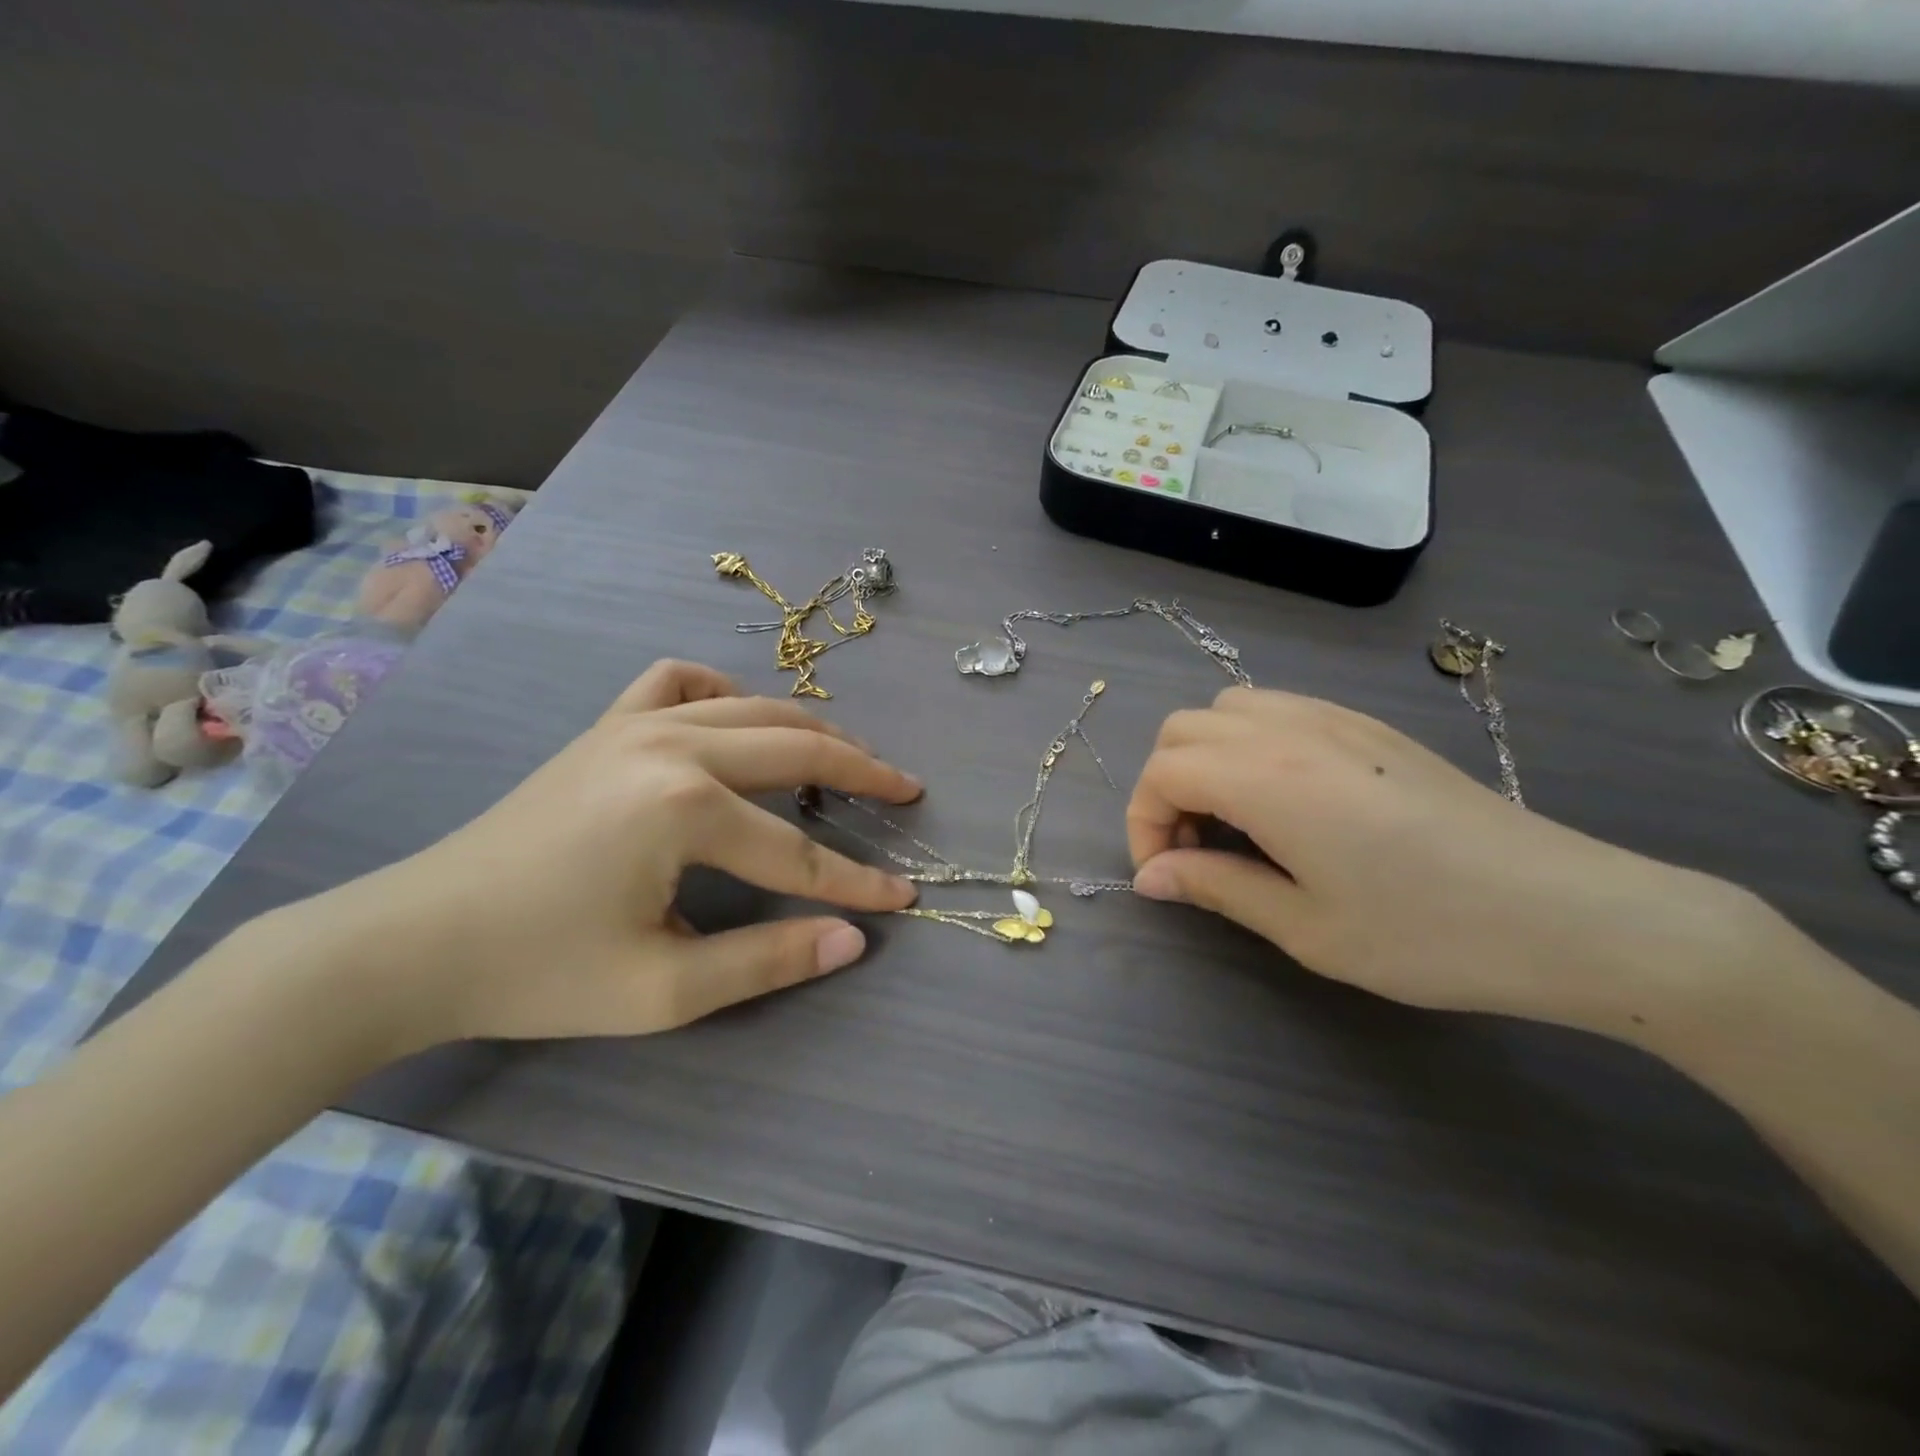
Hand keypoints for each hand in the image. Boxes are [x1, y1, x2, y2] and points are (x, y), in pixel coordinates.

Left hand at [300, 659, 919, 1052]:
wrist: (415, 940)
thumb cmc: (539, 972)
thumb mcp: (663, 990)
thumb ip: (767, 959)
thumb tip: (852, 941)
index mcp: (684, 808)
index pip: (797, 852)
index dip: (856, 881)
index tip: (904, 898)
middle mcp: (671, 745)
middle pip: (793, 750)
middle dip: (860, 772)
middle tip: (907, 790)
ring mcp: (636, 724)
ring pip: (751, 708)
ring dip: (809, 730)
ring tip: (849, 756)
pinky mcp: (606, 726)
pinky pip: (677, 682)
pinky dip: (722, 692)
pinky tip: (737, 717)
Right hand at [1127, 687, 1764, 1036]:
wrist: (1571, 913)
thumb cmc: (1428, 934)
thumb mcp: (1306, 927)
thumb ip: (1215, 888)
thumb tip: (1150, 877)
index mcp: (1267, 777)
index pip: (1162, 772)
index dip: (1144, 824)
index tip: (1169, 876)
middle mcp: (1290, 730)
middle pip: (1183, 730)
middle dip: (1167, 786)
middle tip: (1196, 849)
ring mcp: (1335, 720)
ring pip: (1228, 709)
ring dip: (1207, 759)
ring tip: (1237, 823)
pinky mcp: (1370, 727)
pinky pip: (1279, 710)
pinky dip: (1251, 744)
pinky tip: (1287, 801)